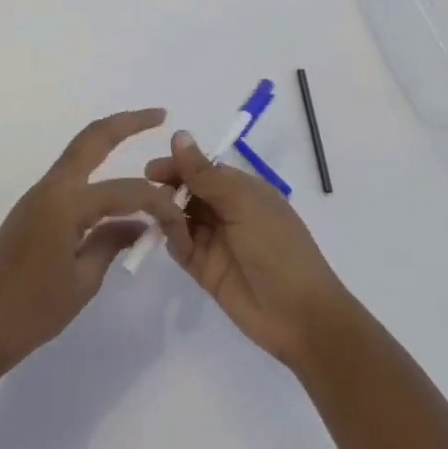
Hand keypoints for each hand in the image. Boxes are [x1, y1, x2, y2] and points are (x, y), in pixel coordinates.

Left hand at [0, 109, 188, 386]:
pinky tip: (114, 190)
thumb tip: (138, 225)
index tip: (180, 220)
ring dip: (109, 141)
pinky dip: (96, 172)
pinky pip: (70, 178)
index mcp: (65, 204)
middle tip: (158, 115)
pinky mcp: (31, 209)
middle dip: (127, 122)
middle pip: (92, 138)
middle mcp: (50, 188)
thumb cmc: (31, 313)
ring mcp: (37, 196)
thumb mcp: (82, 282)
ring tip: (141, 137)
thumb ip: (112, 243)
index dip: (159, 202)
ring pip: (79, 153)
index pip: (126, 190)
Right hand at [146, 130, 348, 368]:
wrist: (298, 314)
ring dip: (168, 214)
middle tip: (149, 194)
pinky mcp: (205, 270)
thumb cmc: (276, 246)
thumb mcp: (241, 203)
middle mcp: (227, 211)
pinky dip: (172, 240)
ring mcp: (215, 241)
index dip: (179, 166)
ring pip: (181, 218)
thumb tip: (178, 134)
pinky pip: (181, 247)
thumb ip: (204, 173)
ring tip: (159, 216)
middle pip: (189, 192)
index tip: (152, 170)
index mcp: (243, 190)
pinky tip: (170, 237)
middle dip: (168, 189)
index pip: (203, 169)